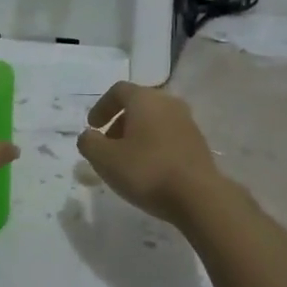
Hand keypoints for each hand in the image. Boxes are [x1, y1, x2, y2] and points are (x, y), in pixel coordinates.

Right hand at [75, 81, 223, 223]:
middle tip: (107, 145)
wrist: (198, 196)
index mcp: (145, 99)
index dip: (101, 107)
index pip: (118, 91)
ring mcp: (187, 122)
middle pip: (138, 104)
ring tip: (126, 160)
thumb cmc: (146, 171)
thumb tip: (88, 136)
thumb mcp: (105, 159)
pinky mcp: (198, 142)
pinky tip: (148, 169)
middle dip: (118, 122)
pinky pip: (168, 135)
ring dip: (136, 135)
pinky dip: (153, 145)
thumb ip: (89, 143)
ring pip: (154, 121)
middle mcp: (169, 103)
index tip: (92, 127)